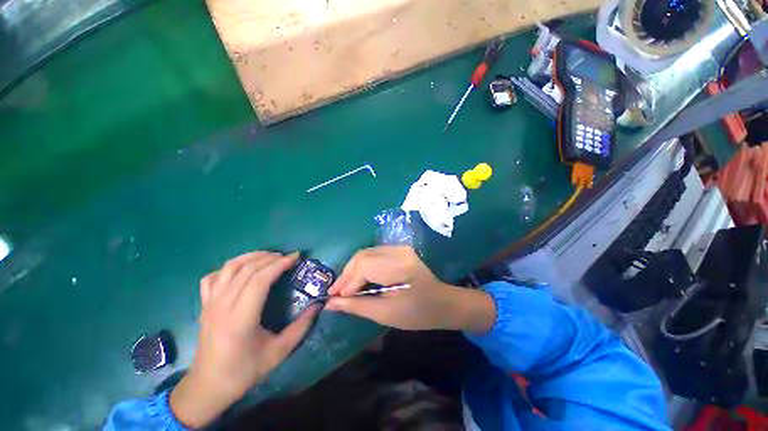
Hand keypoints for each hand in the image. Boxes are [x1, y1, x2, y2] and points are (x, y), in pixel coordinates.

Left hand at [170, 251, 318, 427]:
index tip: (296, 258)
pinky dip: (229, 268)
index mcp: (240, 319)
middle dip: (270, 257)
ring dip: (251, 256)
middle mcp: (222, 306)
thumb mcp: (279, 352)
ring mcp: (210, 304)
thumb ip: (301, 327)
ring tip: (269, 256)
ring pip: (229, 268)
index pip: (259, 280)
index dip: (279, 264)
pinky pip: (213, 277)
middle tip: (288, 257)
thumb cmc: (244, 371)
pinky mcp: (204, 305)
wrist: (207, 387)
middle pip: (246, 269)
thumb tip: (318, 305)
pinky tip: (242, 270)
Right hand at [326, 246, 494, 331]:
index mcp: (400, 266)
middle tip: (335, 293)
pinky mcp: (398, 250)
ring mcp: (399, 248)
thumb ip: (357, 306)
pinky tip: (357, 279)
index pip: (365, 267)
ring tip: (343, 288)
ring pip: (366, 253)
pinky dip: (361, 266)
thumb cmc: (417, 313)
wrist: (442, 303)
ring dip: (352, 270)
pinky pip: (373, 255)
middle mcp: (398, 251)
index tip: (332, 298)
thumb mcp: (386, 314)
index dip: (347, 282)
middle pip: (363, 256)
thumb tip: (330, 303)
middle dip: (347, 275)